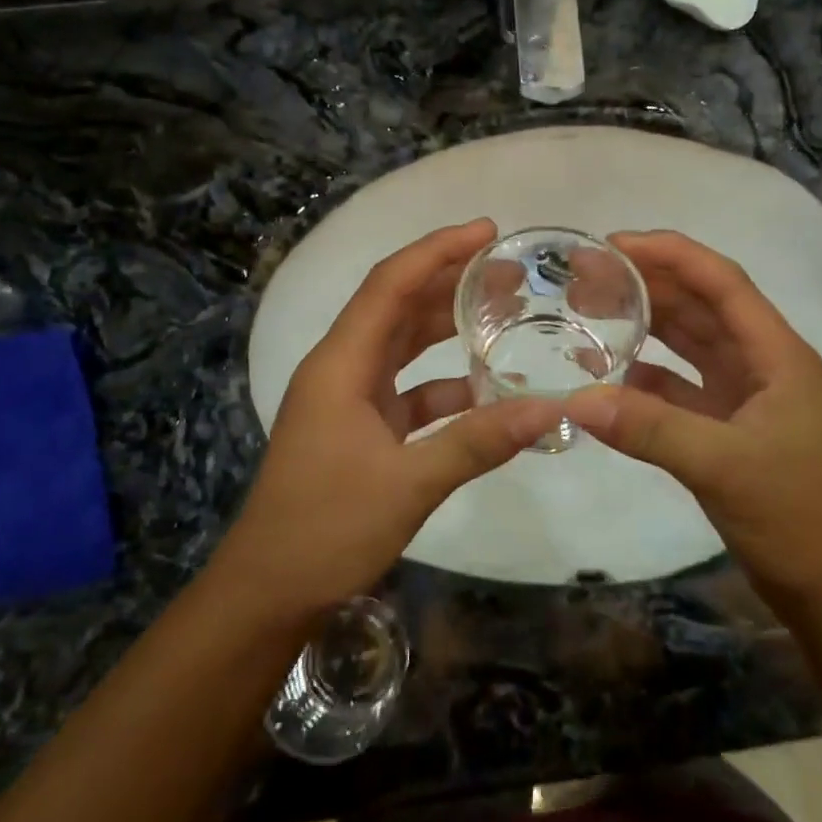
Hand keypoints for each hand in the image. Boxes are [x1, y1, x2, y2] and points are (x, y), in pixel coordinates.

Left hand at [216, 219, 560, 617]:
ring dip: (445, 327)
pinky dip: (442, 382)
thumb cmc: (327, 528)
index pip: (390, 283)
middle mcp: (341, 368)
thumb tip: (551, 409)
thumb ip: (479, 441)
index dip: (437, 250)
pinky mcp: (358, 426)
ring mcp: (347, 398)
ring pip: (401, 344)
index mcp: (340, 363)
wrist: (270, 590)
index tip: (486, 230)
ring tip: (501, 311)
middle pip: (397, 305)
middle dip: (448, 281)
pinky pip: (406, 388)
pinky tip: (483, 389)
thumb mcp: (410, 483)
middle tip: (506, 270)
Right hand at [562, 230, 821, 603]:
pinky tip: (608, 378)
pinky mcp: (727, 429)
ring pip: (688, 345)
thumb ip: (651, 428)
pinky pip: (679, 389)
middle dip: (648, 284)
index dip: (670, 254)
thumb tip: (577, 399)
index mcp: (776, 354)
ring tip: (591, 310)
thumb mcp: (723, 465)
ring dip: (646, 325)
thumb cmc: (798, 516)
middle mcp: (761, 364)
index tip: (615, 244)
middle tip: (587, 275)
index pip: (721, 282)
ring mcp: (744, 397)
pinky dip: (646, 379)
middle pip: (701, 306)